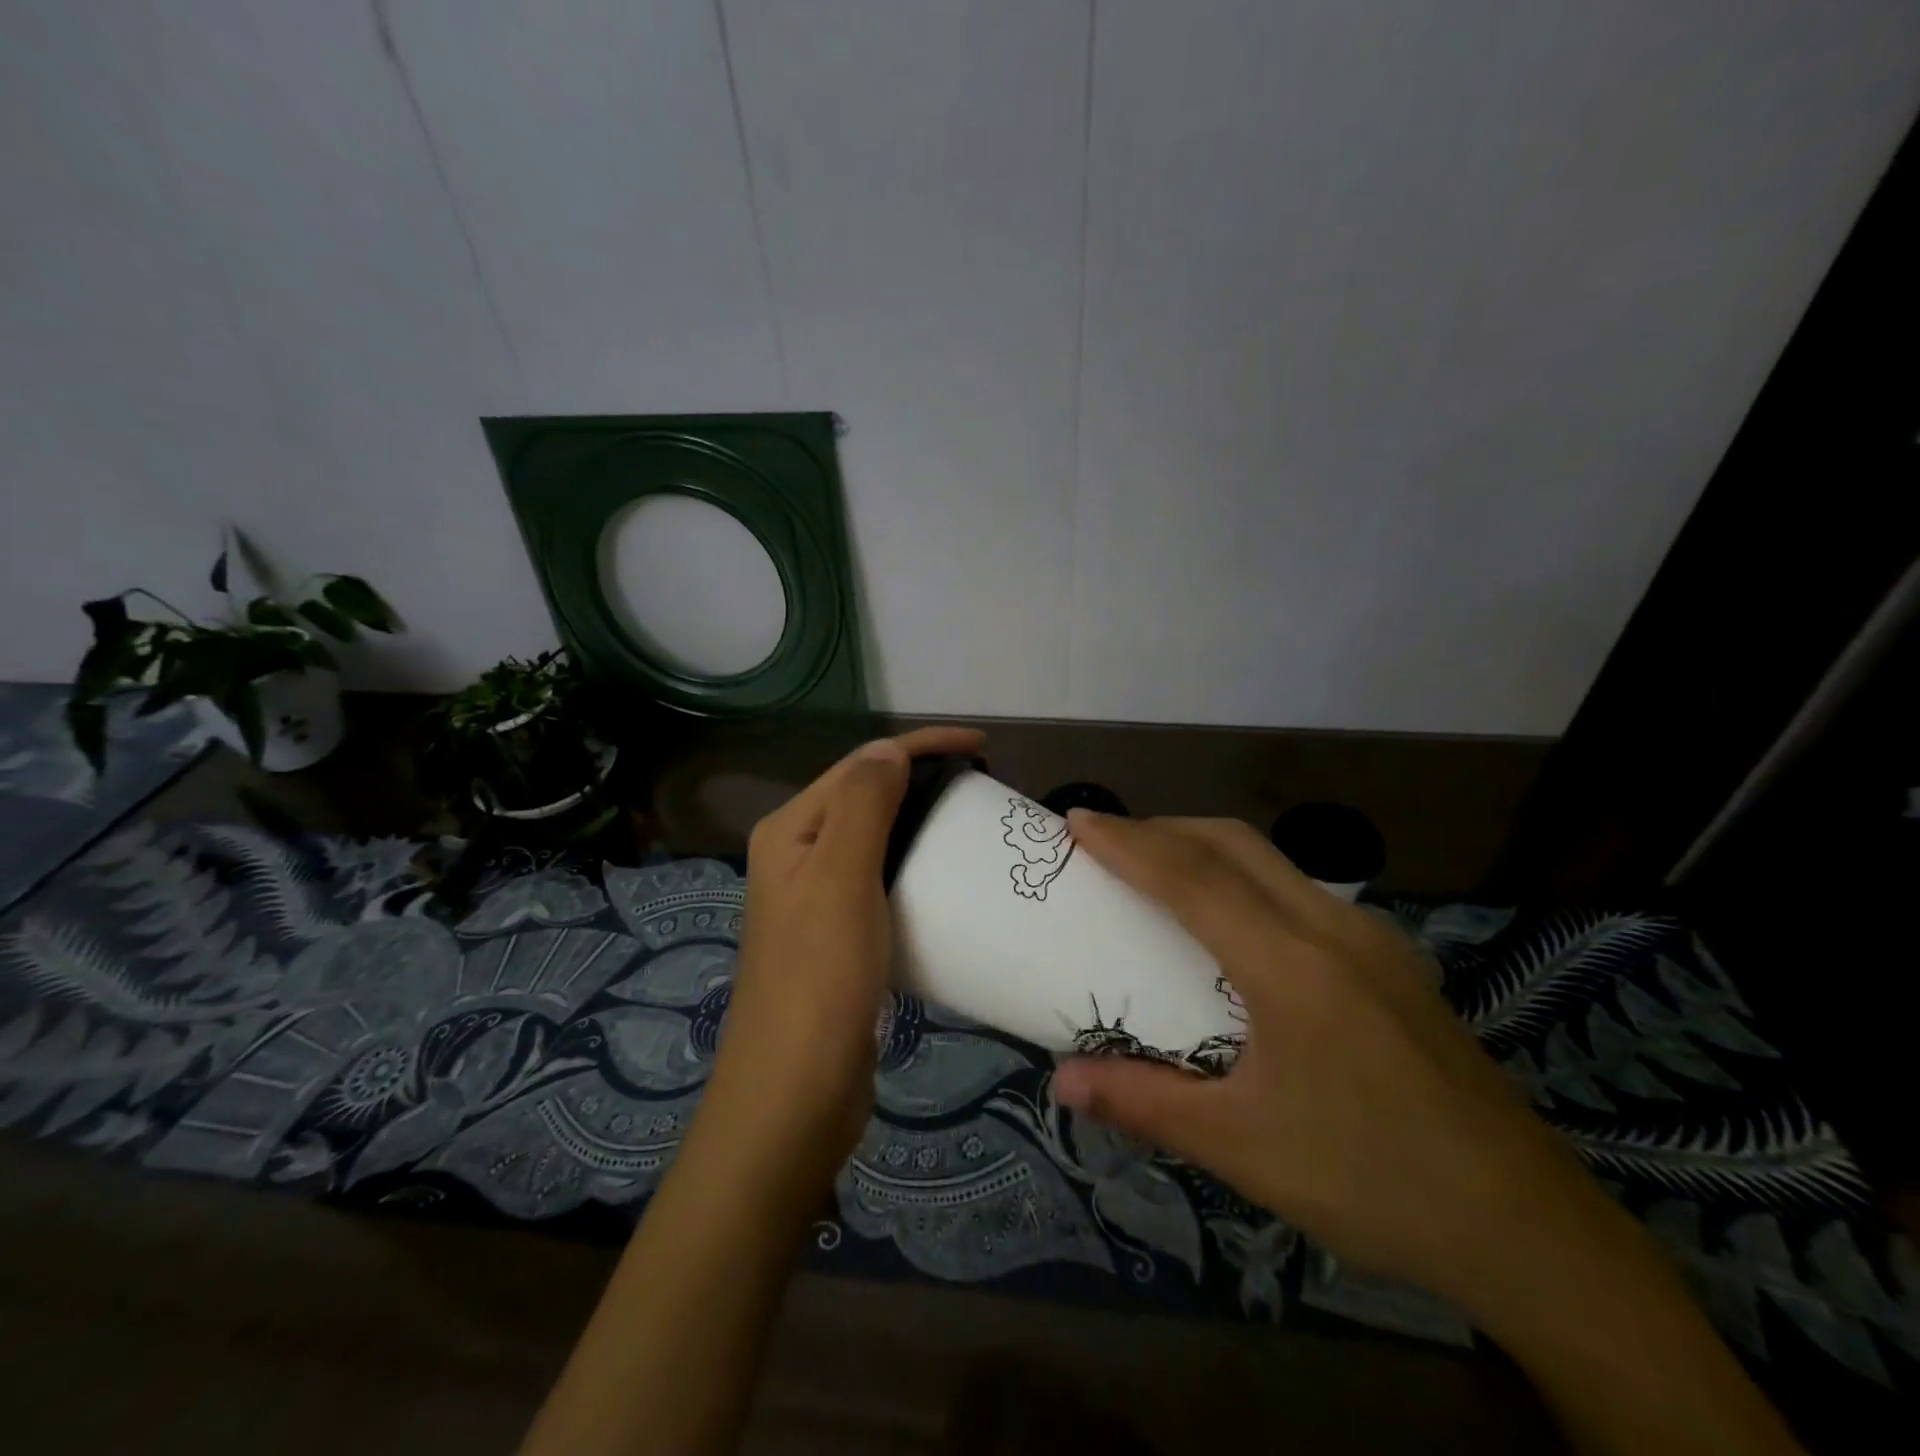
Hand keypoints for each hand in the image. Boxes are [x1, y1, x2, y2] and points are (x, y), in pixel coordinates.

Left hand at [698, 725, 985, 1196]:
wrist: (795, 1092)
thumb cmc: (819, 976)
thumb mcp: (841, 876)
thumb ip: (864, 804)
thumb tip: (890, 749)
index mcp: (791, 830)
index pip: (861, 765)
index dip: (920, 745)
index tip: (983, 746)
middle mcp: (797, 855)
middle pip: (867, 797)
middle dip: (922, 779)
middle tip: (983, 786)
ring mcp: (817, 899)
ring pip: (876, 840)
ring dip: (921, 823)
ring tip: (972, 825)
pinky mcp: (840, 937)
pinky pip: (883, 882)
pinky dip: (917, 869)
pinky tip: (947, 880)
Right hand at [1050, 812, 1612, 1305]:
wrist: (1531, 1231)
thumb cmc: (1373, 1183)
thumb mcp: (1242, 1149)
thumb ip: (1143, 1102)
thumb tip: (1061, 1081)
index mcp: (1292, 967)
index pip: (1192, 879)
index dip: (1128, 843)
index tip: (1077, 821)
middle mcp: (1334, 929)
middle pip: (1233, 844)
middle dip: (1163, 828)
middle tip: (1108, 841)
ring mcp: (1372, 939)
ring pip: (1272, 861)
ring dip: (1206, 849)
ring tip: (1158, 871)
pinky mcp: (1393, 960)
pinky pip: (1300, 890)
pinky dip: (1245, 878)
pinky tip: (1233, 924)